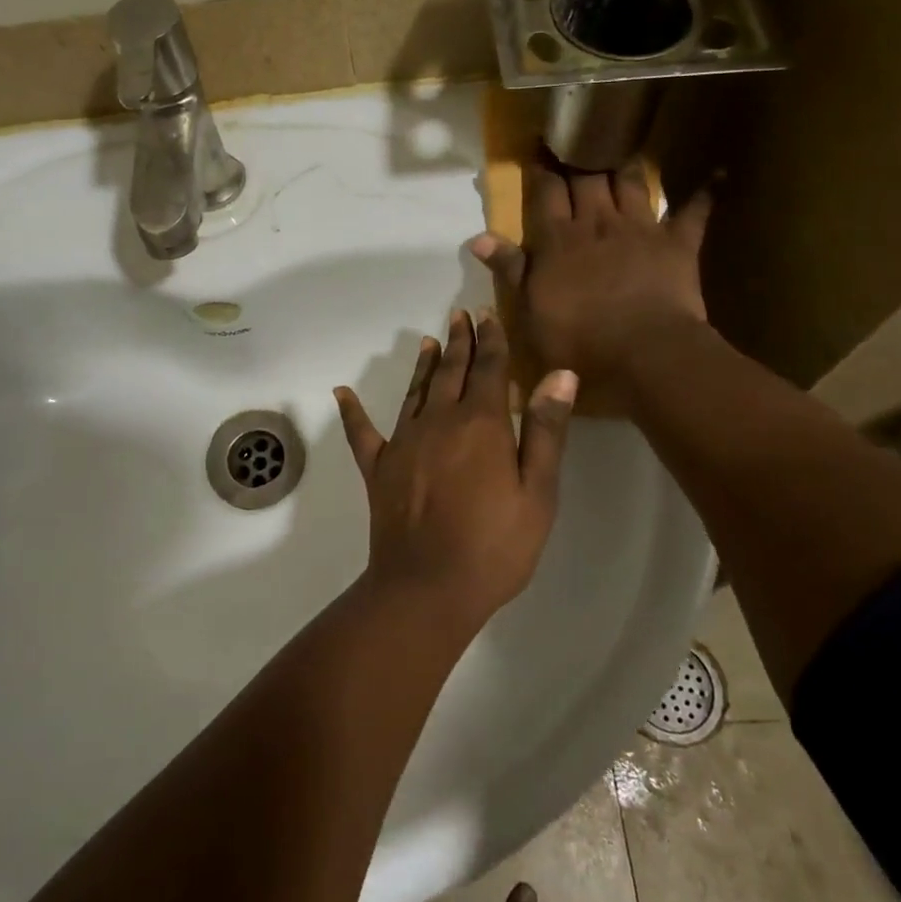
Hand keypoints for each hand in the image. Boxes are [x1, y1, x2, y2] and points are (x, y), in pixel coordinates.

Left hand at [334, 310, 577, 630]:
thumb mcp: (537, 492)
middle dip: (459, 341)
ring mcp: (403, 442)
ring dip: (423, 364)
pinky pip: (361, 432)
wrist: (428, 587)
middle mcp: (439, 421)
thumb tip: (558, 373)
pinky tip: (342, 392)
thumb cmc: (495, 545)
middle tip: (460, 315)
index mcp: (481, 424)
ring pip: (415, 391)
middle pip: (451, 371)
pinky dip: (352, 411)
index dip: (491, 340)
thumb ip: (545, 430)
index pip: (489, 369)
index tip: (488, 314)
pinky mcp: (378, 468)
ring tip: (428, 341)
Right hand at [469, 161, 712, 401]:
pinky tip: (716, 174)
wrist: (645, 353)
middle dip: (579, 157)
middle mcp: (597, 223)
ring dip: (626, 165)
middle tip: (578, 137)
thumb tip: (477, 237)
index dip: (542, 170)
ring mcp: (640, 229)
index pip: (546, 194)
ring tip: (623, 146)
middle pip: (587, 180)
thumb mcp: (530, 310)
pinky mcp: (677, 244)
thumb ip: (510, 269)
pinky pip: (693, 213)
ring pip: (631, 184)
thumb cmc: (578, 339)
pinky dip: (704, 193)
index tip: (539, 148)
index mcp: (558, 240)